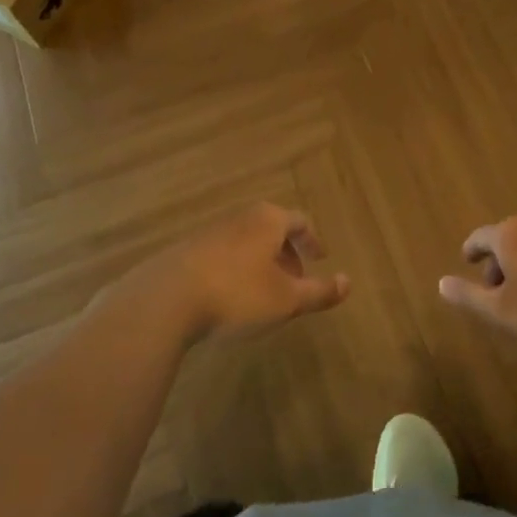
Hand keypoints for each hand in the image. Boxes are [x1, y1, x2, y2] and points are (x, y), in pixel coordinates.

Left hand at [130, 204, 350, 346]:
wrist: (167, 298)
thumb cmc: (237, 294)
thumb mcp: (286, 299)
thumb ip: (319, 291)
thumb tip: (349, 282)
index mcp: (268, 220)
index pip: (300, 222)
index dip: (313, 241)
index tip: (320, 259)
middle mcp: (241, 217)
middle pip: (272, 228)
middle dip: (287, 253)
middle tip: (295, 280)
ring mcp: (212, 231)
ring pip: (247, 241)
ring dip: (261, 262)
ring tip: (264, 292)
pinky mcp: (189, 250)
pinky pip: (224, 253)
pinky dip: (237, 269)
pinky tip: (231, 297)